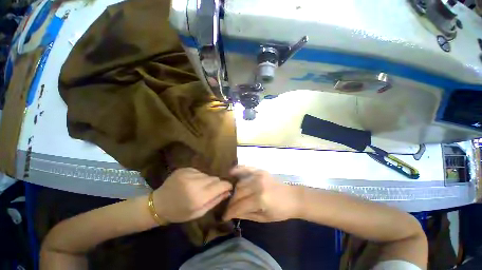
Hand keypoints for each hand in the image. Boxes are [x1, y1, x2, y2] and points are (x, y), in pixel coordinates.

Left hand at [153, 168, 232, 222]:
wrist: (158, 204)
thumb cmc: (179, 213)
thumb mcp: (199, 213)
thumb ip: (215, 201)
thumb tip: (228, 191)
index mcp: (198, 197)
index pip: (221, 185)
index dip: (227, 185)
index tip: (229, 187)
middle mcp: (195, 183)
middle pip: (215, 178)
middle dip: (216, 184)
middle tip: (211, 190)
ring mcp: (189, 174)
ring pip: (207, 175)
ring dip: (207, 180)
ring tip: (199, 187)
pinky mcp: (185, 169)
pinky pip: (199, 172)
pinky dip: (199, 177)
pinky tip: (192, 183)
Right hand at [223, 166, 301, 222]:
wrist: (293, 197)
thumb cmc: (281, 211)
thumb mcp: (264, 218)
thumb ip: (246, 214)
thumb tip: (232, 212)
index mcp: (260, 200)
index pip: (239, 205)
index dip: (229, 212)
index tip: (224, 216)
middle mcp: (257, 185)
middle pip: (237, 193)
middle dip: (231, 202)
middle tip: (228, 207)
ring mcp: (259, 175)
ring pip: (240, 182)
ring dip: (234, 190)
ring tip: (232, 196)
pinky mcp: (260, 170)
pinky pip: (246, 168)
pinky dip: (238, 169)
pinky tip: (231, 172)